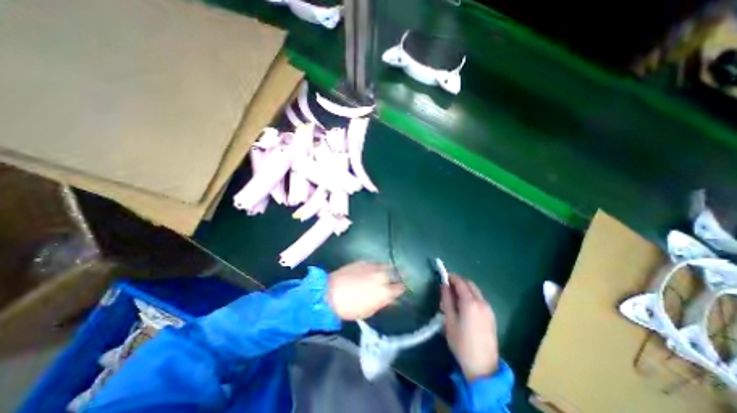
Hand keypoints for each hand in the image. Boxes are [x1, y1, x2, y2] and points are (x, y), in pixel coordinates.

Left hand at [330, 263, 404, 320]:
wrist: (330, 293)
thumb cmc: (350, 308)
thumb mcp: (369, 311)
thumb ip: (382, 302)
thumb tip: (390, 298)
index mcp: (384, 291)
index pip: (400, 288)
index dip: (400, 289)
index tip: (399, 290)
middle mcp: (381, 276)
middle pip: (395, 274)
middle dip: (395, 277)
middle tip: (393, 281)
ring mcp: (372, 267)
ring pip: (386, 266)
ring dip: (387, 270)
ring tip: (384, 274)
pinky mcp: (363, 261)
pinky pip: (374, 263)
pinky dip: (375, 267)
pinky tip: (371, 271)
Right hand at [443, 274, 500, 380]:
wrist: (483, 367)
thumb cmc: (461, 343)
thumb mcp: (449, 320)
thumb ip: (446, 300)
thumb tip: (444, 285)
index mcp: (470, 302)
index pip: (460, 282)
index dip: (451, 277)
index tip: (443, 276)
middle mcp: (481, 302)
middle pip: (469, 284)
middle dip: (458, 281)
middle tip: (447, 286)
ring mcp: (488, 309)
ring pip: (475, 291)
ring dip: (465, 288)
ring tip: (454, 295)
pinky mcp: (491, 316)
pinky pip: (480, 299)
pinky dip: (471, 295)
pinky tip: (464, 305)